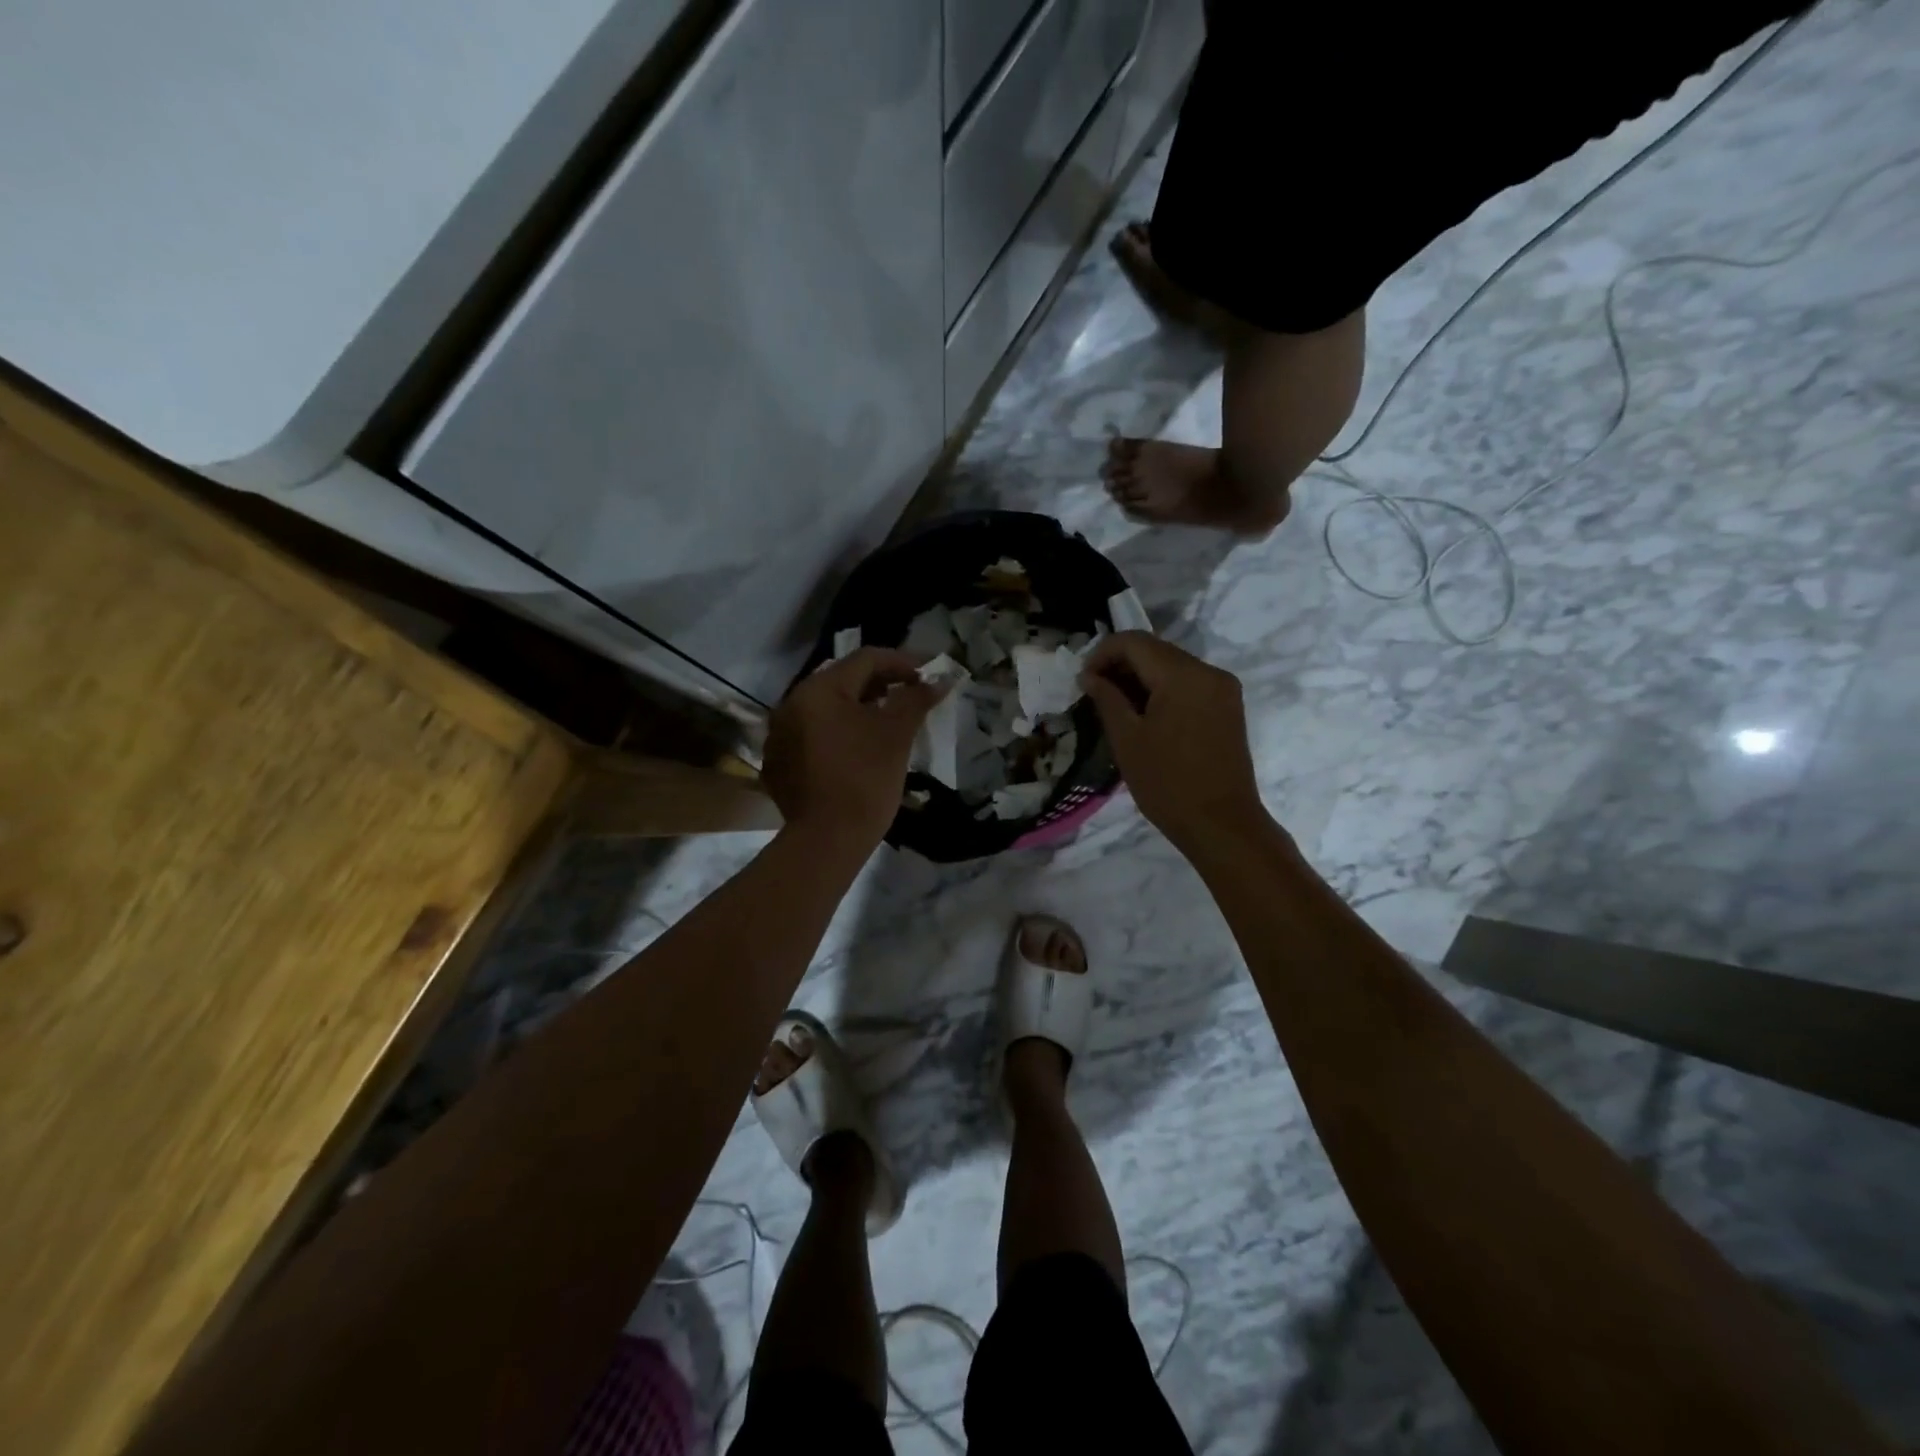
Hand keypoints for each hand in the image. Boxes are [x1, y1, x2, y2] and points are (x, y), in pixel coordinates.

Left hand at [763, 647, 942, 854]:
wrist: (827, 840)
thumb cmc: (866, 779)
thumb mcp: (896, 735)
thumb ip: (916, 700)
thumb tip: (938, 680)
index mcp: (819, 689)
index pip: (866, 659)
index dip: (902, 662)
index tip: (929, 674)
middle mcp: (791, 702)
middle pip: (842, 680)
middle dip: (880, 683)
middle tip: (911, 694)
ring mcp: (780, 733)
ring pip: (826, 707)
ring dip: (858, 706)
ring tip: (888, 719)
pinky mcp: (779, 761)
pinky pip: (812, 733)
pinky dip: (838, 731)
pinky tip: (858, 747)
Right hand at [1080, 633, 1267, 850]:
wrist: (1222, 825)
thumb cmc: (1168, 784)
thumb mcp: (1127, 740)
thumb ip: (1107, 698)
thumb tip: (1090, 676)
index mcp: (1184, 675)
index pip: (1134, 641)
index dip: (1102, 653)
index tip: (1083, 680)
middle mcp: (1209, 672)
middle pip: (1155, 650)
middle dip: (1120, 665)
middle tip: (1094, 693)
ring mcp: (1223, 689)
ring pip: (1172, 666)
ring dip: (1140, 678)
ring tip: (1115, 707)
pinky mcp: (1228, 707)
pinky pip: (1188, 684)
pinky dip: (1161, 690)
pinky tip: (1144, 715)